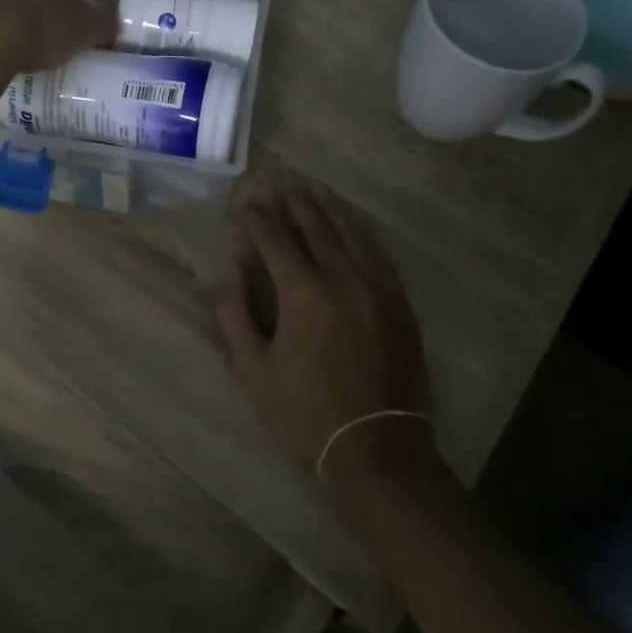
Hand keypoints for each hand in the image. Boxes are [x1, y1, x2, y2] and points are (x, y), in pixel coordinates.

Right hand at [216, 180, 436, 490]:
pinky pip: (379, 253)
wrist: (379, 451)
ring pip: (351, 233)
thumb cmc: (305, 415)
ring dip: (328, 207)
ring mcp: (380, 288)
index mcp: (305, 294)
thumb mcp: (252, 370)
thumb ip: (234, 313)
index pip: (275, 239)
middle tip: (279, 181)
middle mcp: (346, 279)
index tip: (242, 203)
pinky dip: (361, 231)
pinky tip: (352, 222)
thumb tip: (230, 268)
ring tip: (312, 188)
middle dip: (294, 201)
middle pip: (316, 226)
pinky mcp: (401, 303)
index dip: (256, 218)